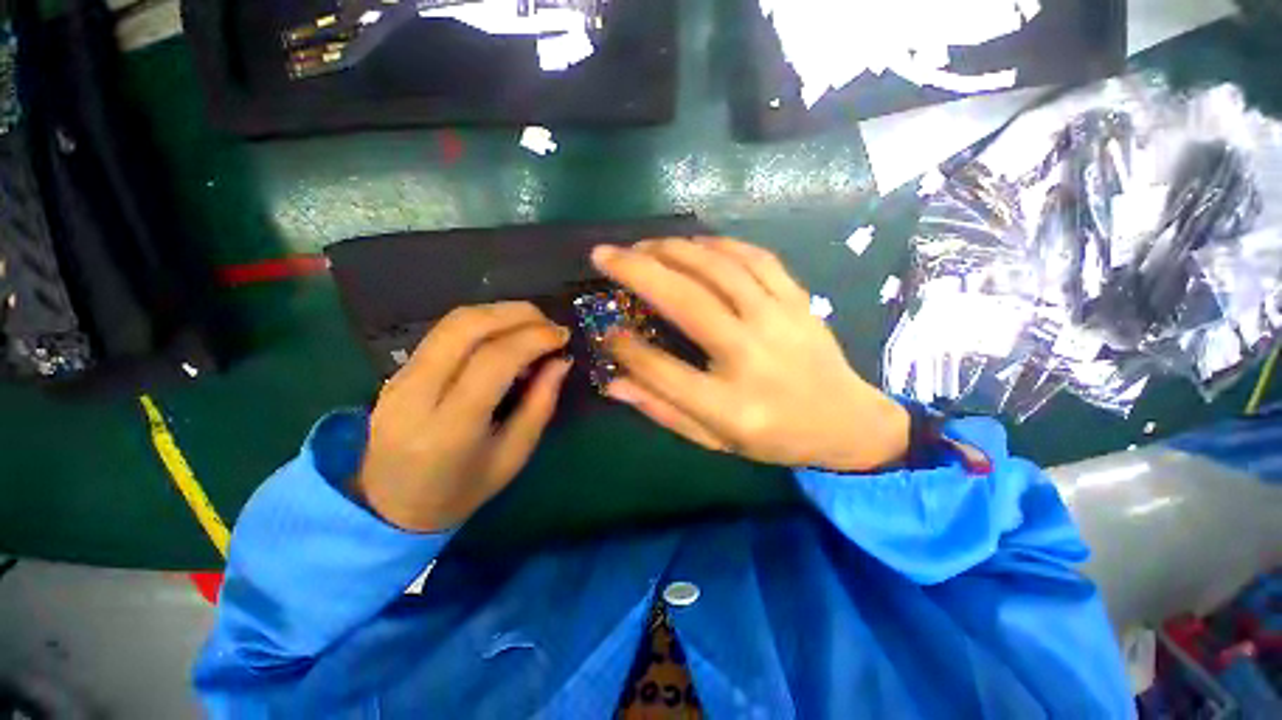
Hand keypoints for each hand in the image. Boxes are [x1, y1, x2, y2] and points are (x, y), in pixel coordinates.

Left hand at [354, 303, 571, 532]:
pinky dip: (482, 323)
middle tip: (549, 324)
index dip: (533, 339)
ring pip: (452, 322)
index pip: (493, 361)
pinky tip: (505, 335)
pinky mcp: (396, 371)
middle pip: (466, 327)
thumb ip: (540, 405)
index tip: (562, 336)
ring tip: (533, 324)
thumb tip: (561, 361)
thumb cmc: (462, 490)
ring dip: (499, 312)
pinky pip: (444, 332)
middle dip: (516, 314)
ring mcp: (399, 379)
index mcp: (449, 428)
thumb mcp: (514, 456)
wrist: (389, 507)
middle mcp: (416, 395)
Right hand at [592, 238, 908, 472]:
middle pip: (687, 303)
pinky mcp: (799, 301)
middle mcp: (752, 357)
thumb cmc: (774, 438)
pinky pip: (757, 259)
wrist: (847, 423)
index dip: (626, 348)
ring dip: (674, 250)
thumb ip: (663, 409)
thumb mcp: (714, 440)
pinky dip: (721, 244)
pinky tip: (694, 241)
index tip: (606, 331)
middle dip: (638, 271)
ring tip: (642, 245)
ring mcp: (780, 322)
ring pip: (720, 270)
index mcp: (729, 406)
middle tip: (604, 254)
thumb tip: (613, 382)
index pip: (662, 370)